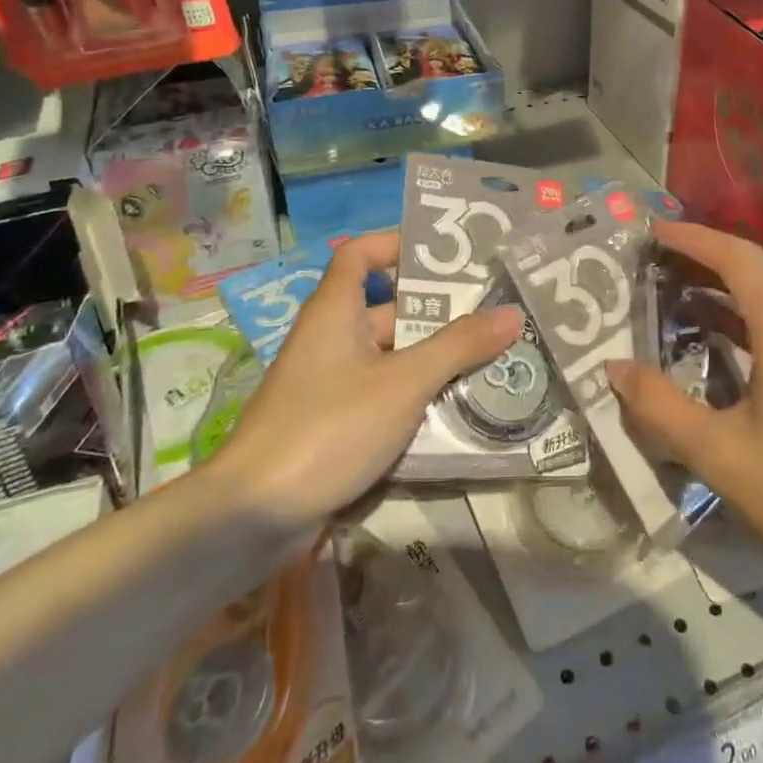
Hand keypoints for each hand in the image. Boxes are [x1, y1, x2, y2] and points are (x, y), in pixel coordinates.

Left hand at [210, 232, 520, 532]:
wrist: (251, 517)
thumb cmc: (329, 427)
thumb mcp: (403, 383)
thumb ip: (458, 347)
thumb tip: (511, 313)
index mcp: (335, 311)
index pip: (360, 254)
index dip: (395, 244)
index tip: (442, 254)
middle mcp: (330, 339)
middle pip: (387, 310)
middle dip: (437, 315)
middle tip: (492, 316)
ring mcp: (328, 385)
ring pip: (389, 359)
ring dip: (432, 362)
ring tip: (489, 363)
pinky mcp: (330, 426)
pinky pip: (380, 398)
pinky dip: (413, 400)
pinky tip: (455, 413)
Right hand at [608, 222, 762, 622]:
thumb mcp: (719, 453)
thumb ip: (659, 406)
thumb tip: (613, 369)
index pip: (736, 257)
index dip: (691, 238)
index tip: (650, 233)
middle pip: (753, 270)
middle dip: (701, 260)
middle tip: (651, 263)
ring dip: (722, 291)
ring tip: (672, 297)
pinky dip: (742, 321)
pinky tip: (715, 345)